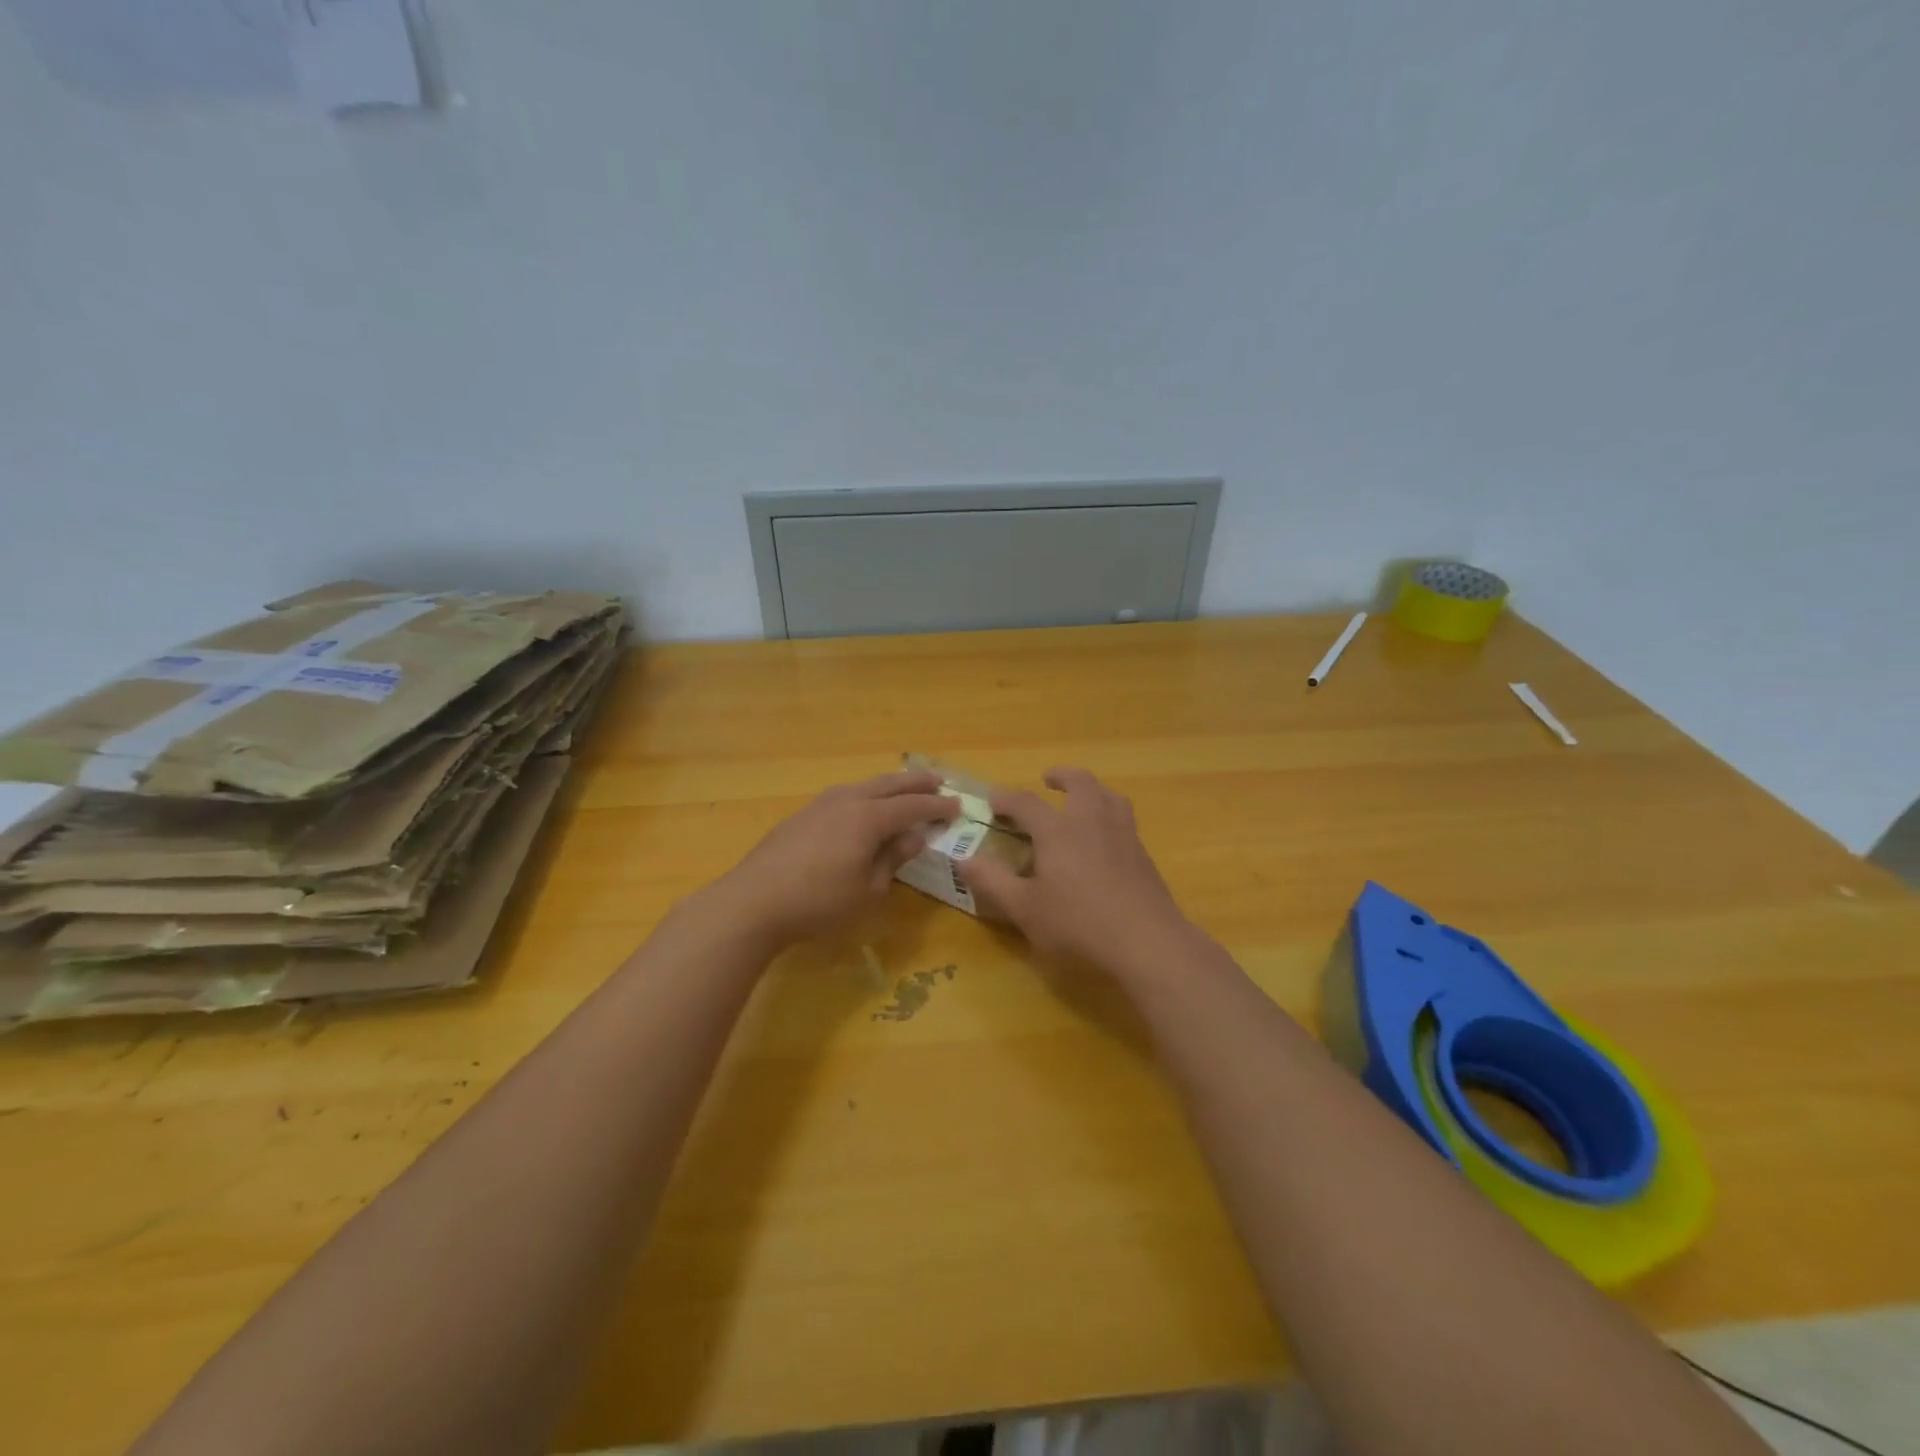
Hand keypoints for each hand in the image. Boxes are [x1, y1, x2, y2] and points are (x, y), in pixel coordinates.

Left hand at [707, 771, 958, 949]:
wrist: (753, 902)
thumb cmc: (819, 903)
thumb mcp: (868, 890)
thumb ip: (892, 859)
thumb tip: (914, 837)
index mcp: (869, 818)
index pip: (912, 807)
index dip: (937, 807)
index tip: (957, 806)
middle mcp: (847, 801)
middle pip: (889, 785)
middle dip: (916, 783)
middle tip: (938, 780)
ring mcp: (820, 805)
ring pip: (863, 786)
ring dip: (888, 786)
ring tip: (902, 789)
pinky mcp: (801, 816)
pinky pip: (844, 795)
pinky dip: (864, 795)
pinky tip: (862, 806)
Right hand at [961, 767, 1193, 977]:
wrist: (1147, 942)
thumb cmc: (1078, 924)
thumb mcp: (1025, 909)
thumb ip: (993, 882)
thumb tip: (964, 860)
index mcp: (1058, 831)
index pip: (1026, 802)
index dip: (1006, 798)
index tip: (993, 800)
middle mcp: (1091, 822)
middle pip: (1080, 783)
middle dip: (1062, 777)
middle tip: (1048, 780)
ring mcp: (1123, 835)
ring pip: (1109, 796)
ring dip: (1092, 790)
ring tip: (1083, 800)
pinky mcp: (1143, 855)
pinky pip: (1124, 820)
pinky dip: (1110, 815)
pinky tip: (1106, 840)